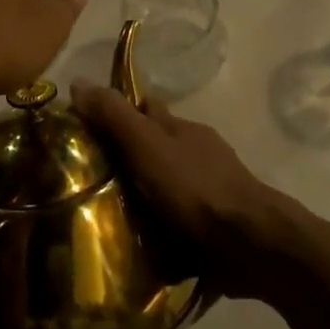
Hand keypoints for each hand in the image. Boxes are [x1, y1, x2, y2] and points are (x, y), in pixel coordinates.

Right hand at [70, 84, 289, 298]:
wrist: (251, 244)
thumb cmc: (195, 188)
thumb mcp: (147, 146)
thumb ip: (115, 117)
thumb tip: (78, 81)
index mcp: (182, 129)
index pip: (147, 109)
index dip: (120, 112)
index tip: (88, 127)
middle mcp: (198, 153)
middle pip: (158, 147)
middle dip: (131, 158)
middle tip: (89, 180)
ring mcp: (211, 190)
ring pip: (171, 185)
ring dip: (147, 196)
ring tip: (108, 220)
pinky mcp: (217, 227)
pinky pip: (182, 222)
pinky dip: (164, 228)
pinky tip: (142, 247)